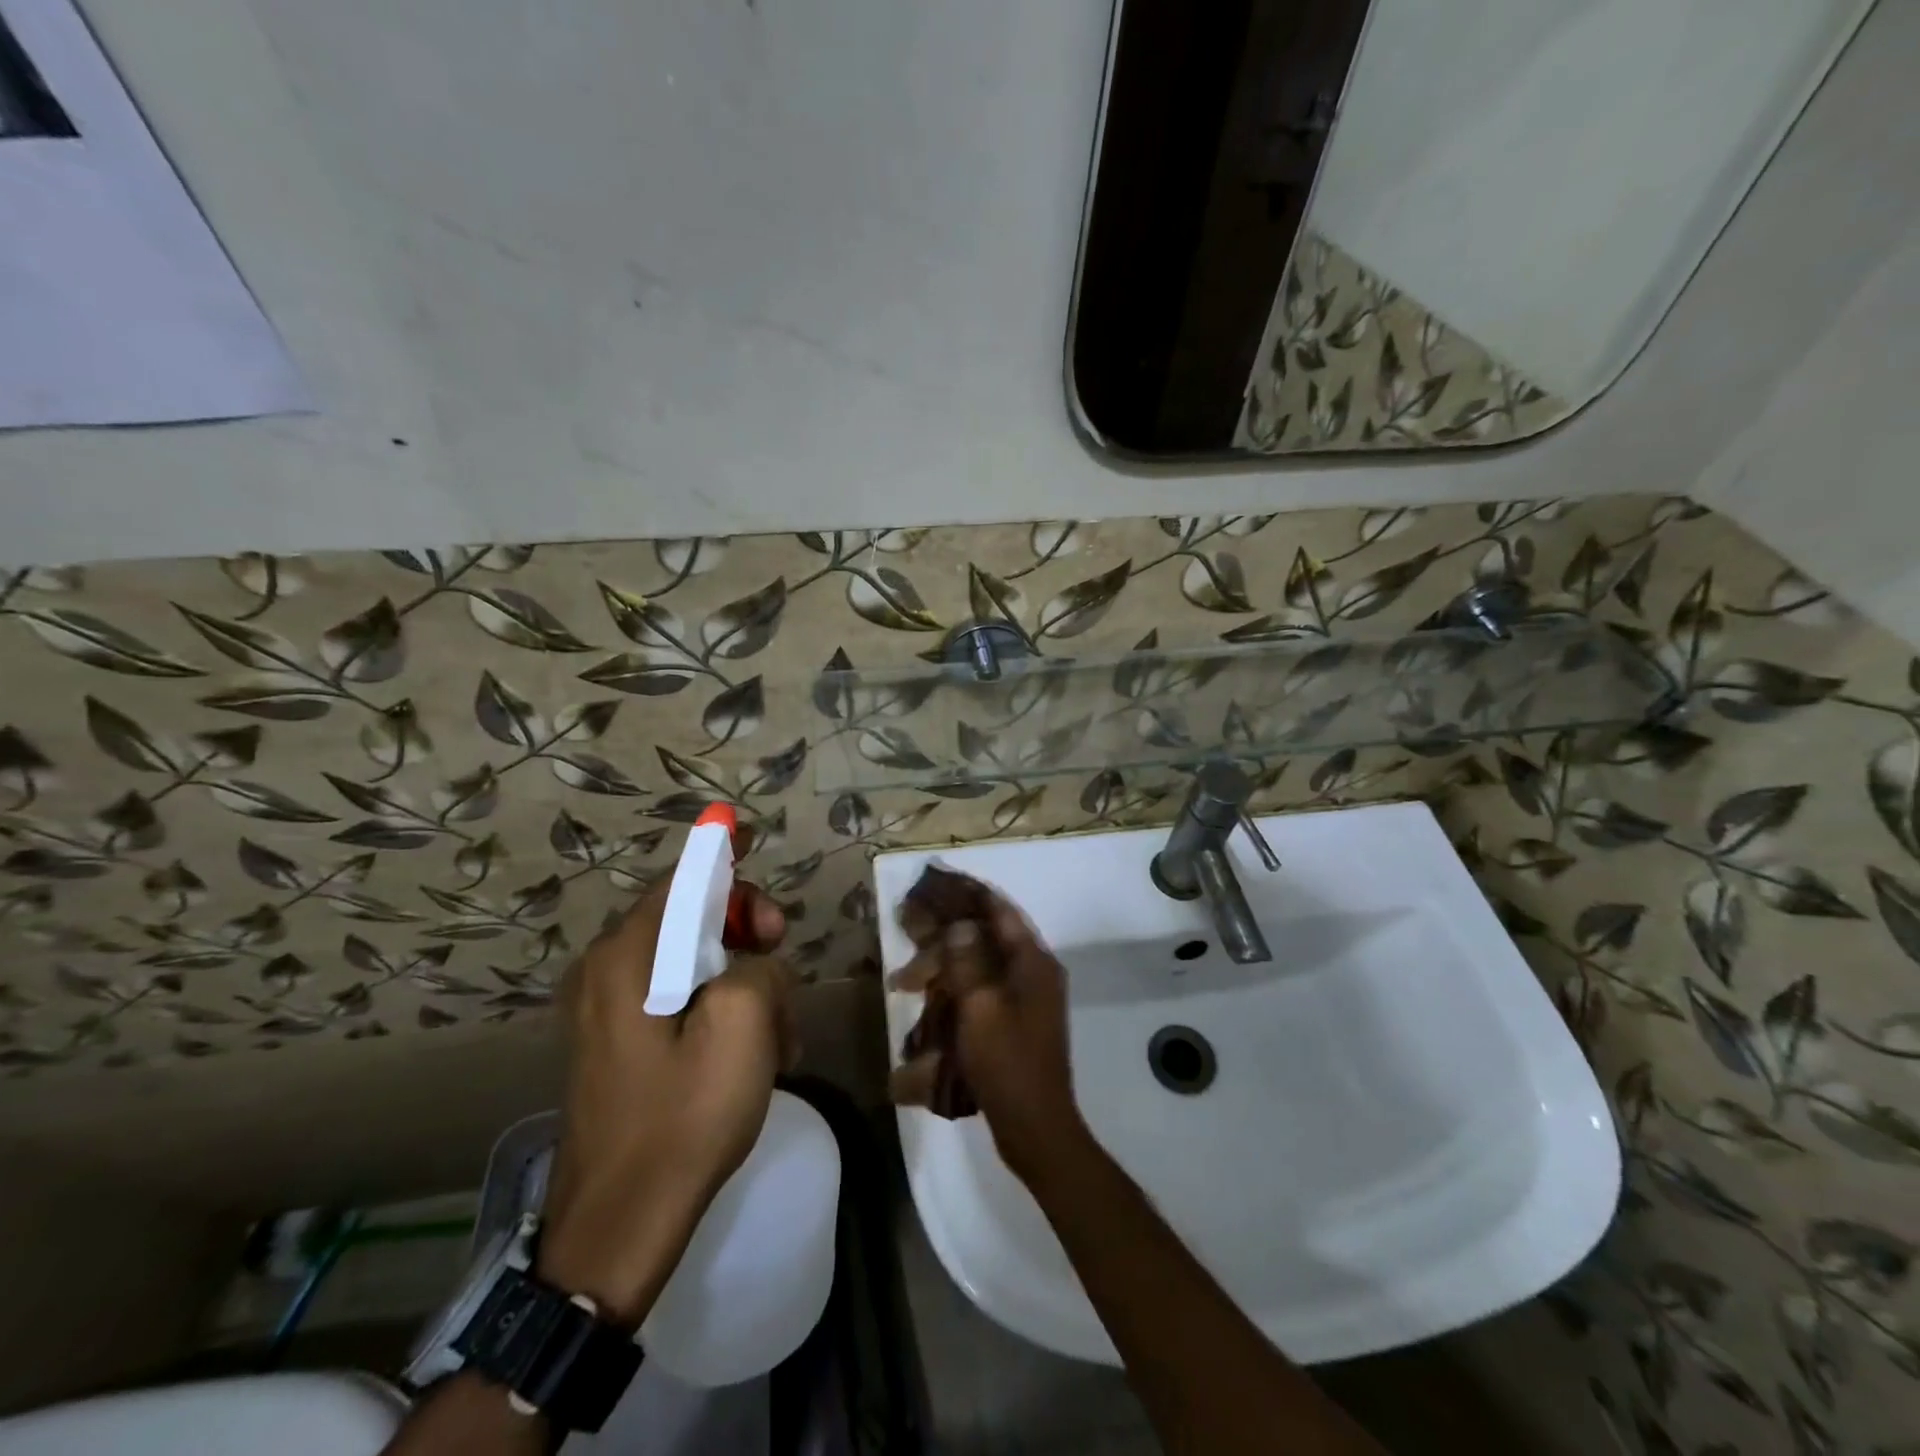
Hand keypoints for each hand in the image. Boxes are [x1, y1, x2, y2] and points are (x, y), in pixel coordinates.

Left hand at [538, 876, 797, 1326]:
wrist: (619, 1228)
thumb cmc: (684, 1117)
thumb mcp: (744, 1025)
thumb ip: (758, 966)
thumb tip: (752, 965)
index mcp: (628, 956)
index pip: (683, 879)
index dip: (723, 858)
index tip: (749, 843)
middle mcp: (609, 971)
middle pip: (691, 918)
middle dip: (746, 933)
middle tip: (782, 956)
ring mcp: (610, 1011)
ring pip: (695, 963)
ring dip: (743, 982)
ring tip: (776, 1034)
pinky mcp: (621, 1045)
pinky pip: (682, 1001)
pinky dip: (721, 1012)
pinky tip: (752, 1056)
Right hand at [889, 889, 1089, 1185]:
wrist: (1036, 1127)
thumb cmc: (1007, 1063)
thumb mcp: (980, 1008)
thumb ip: (967, 961)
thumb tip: (961, 924)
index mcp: (1033, 962)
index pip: (1001, 912)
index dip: (971, 893)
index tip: (940, 881)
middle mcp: (1035, 973)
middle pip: (988, 938)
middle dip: (946, 937)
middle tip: (908, 934)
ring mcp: (1028, 999)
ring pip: (981, 966)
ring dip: (946, 967)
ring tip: (905, 982)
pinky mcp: (1017, 1022)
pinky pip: (983, 990)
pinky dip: (956, 989)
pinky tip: (930, 1001)